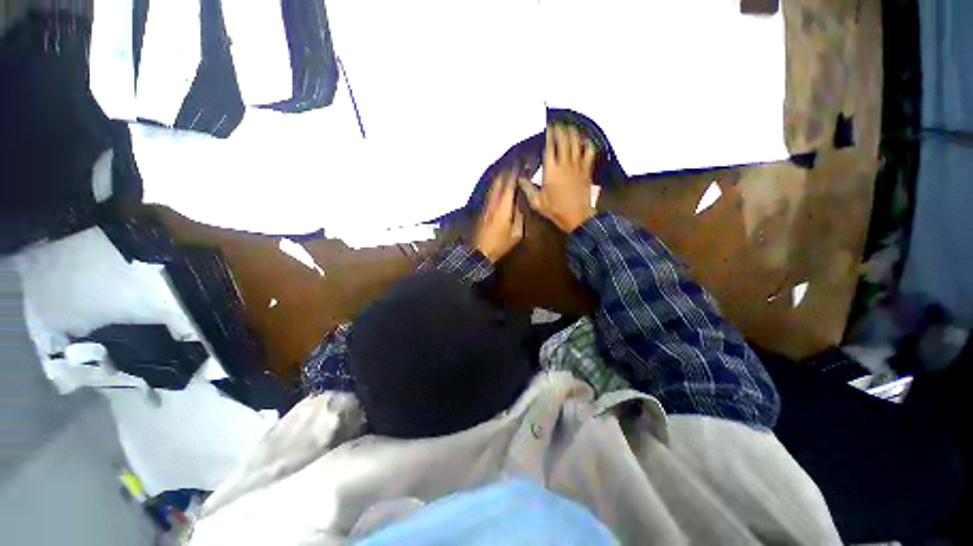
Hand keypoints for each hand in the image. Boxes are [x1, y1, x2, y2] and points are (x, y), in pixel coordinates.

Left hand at [473, 170, 524, 262]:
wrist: (478, 252)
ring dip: (501, 176)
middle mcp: (493, 202)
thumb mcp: (516, 234)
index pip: (509, 185)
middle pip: (499, 181)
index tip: (522, 164)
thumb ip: (520, 216)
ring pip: (493, 185)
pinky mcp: (482, 209)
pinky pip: (490, 192)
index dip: (515, 173)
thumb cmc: (499, 244)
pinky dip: (496, 185)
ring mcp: (486, 205)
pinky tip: (499, 185)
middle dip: (507, 171)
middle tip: (516, 164)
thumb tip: (522, 202)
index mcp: (503, 207)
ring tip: (509, 170)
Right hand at [519, 124, 596, 232]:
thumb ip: (527, 188)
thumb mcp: (537, 202)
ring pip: (577, 142)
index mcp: (551, 170)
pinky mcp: (587, 170)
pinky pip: (589, 152)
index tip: (547, 126)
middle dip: (560, 129)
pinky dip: (587, 143)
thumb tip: (519, 178)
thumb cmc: (555, 210)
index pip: (550, 146)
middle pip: (564, 139)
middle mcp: (565, 164)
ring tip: (568, 127)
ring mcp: (578, 166)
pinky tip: (584, 140)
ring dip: (573, 132)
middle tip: (557, 124)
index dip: (549, 134)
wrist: (577, 217)